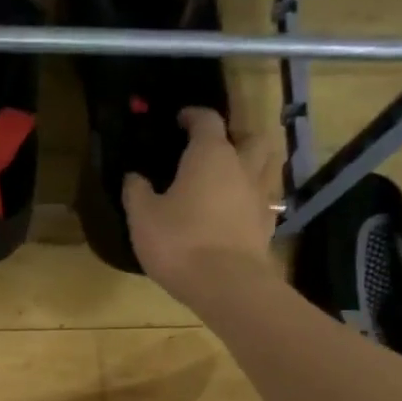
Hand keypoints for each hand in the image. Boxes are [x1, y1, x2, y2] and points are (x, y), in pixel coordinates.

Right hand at [122, 108, 280, 303]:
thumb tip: (133, 176)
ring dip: (254, 162)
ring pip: (267, 165)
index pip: (207, 120)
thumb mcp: (143, 217)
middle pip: (250, 137)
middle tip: (217, 146)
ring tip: (234, 174)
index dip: (193, 116)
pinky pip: (265, 199)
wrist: (226, 284)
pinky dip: (254, 197)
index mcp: (210, 155)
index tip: (181, 119)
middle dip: (235, 135)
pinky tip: (239, 209)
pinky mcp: (268, 225)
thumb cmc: (179, 243)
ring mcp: (260, 196)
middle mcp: (242, 166)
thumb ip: (136, 192)